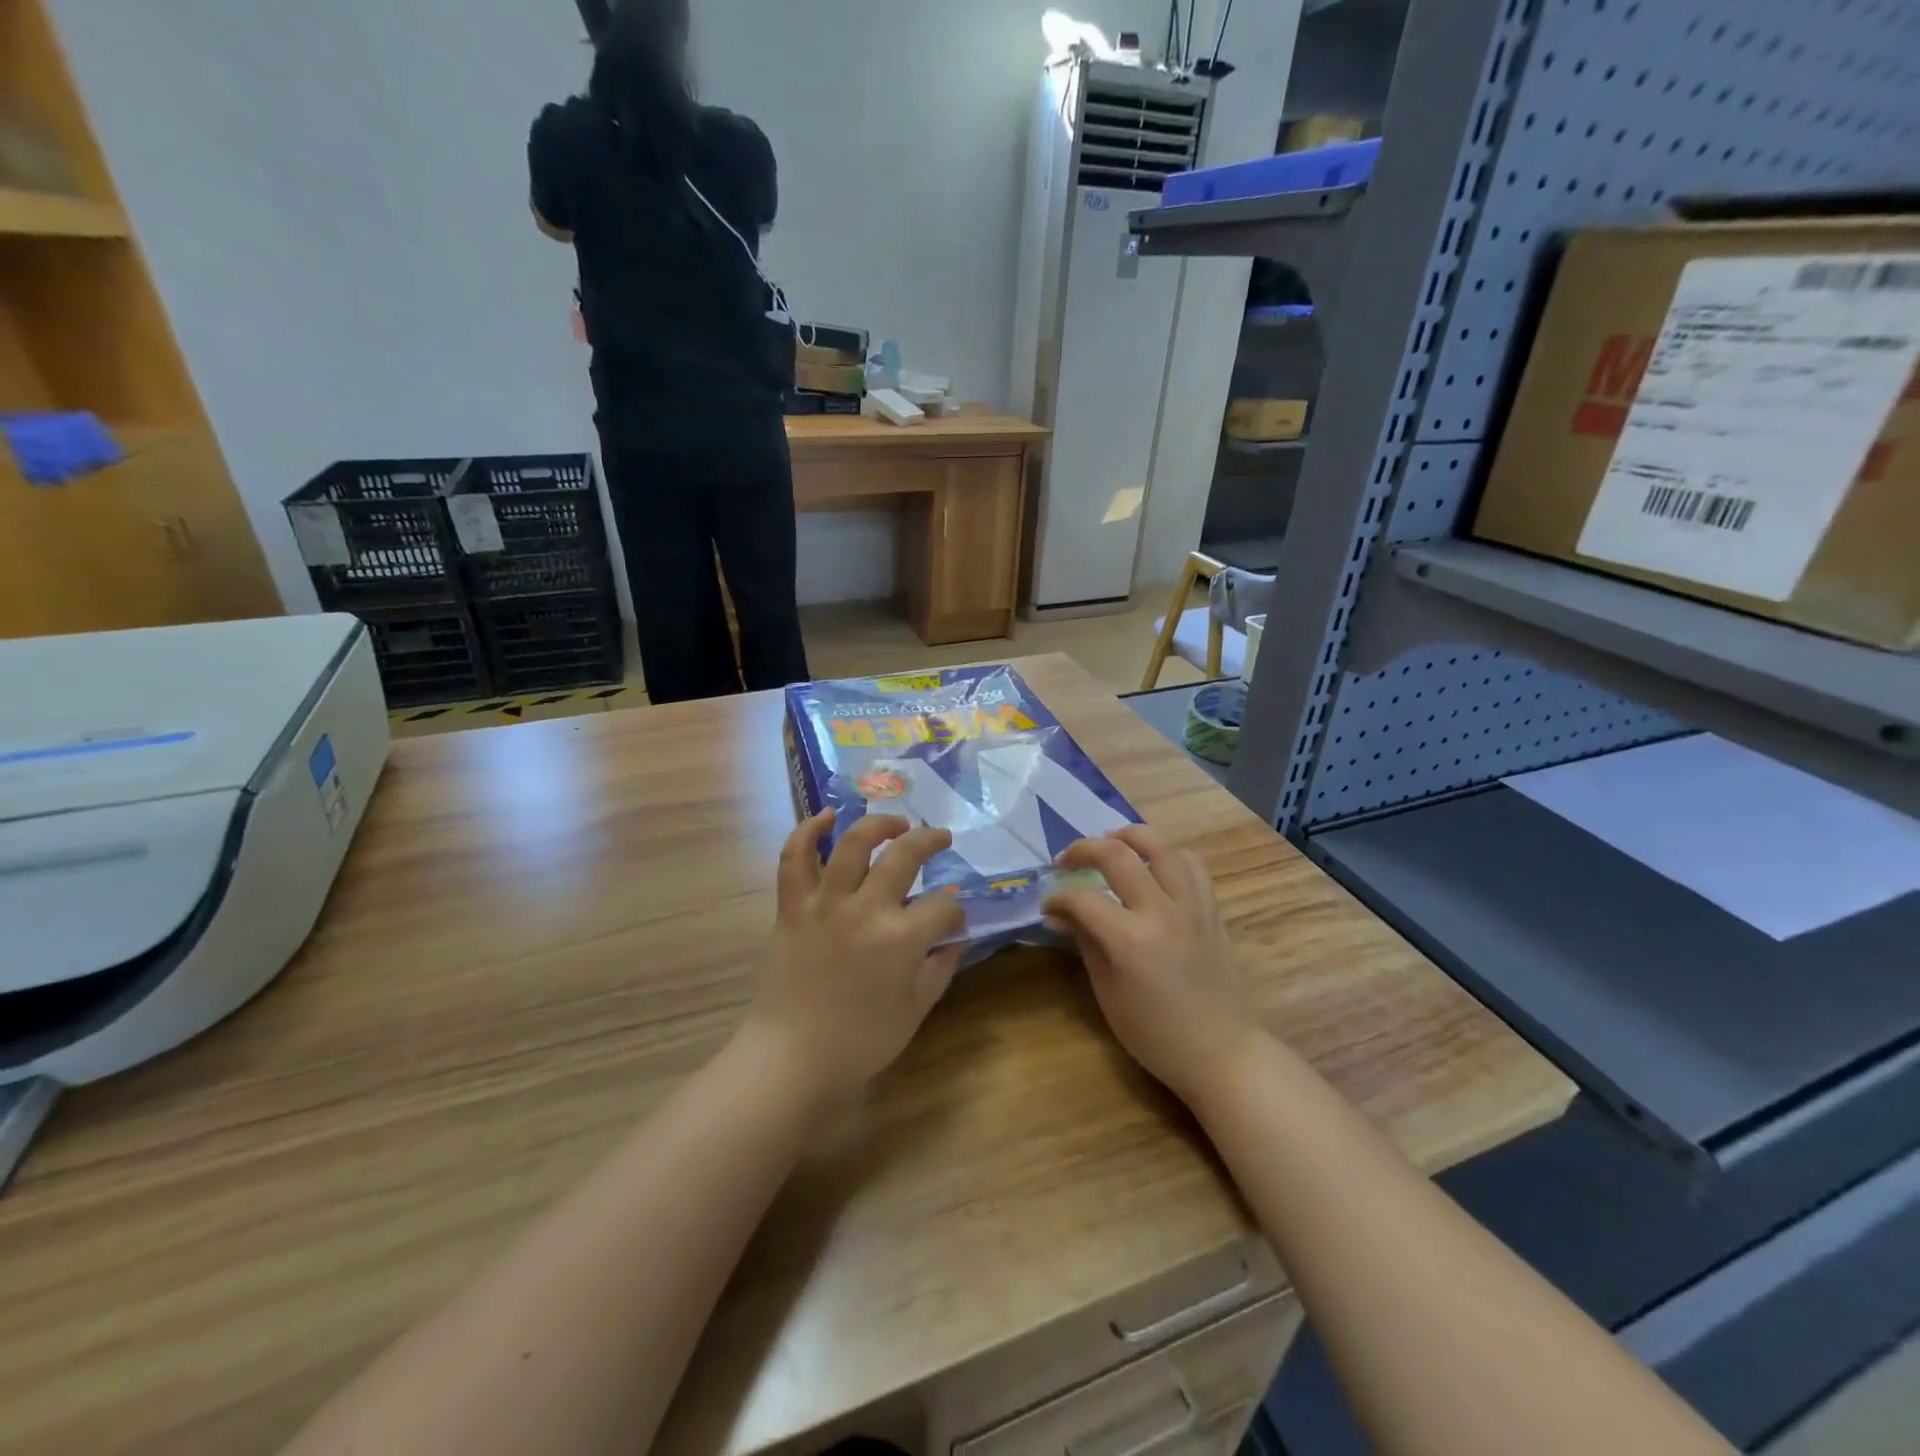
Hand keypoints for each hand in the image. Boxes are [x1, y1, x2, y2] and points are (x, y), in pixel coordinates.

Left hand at [743, 810, 966, 1102]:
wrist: (791, 1058)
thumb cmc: (859, 1042)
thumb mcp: (915, 1010)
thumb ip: (940, 968)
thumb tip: (957, 937)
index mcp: (900, 939)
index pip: (943, 908)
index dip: (954, 912)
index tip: (952, 920)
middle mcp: (865, 909)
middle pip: (904, 856)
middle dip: (930, 840)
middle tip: (940, 837)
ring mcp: (825, 903)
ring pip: (853, 843)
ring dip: (878, 824)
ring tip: (895, 823)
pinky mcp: (792, 907)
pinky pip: (794, 859)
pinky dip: (807, 831)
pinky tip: (826, 816)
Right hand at [1044, 826, 1264, 1108]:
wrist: (1224, 1054)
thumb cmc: (1158, 1035)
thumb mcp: (1109, 994)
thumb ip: (1086, 942)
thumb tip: (1060, 913)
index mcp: (1131, 940)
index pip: (1083, 897)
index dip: (1057, 897)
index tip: (1048, 906)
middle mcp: (1162, 912)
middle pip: (1118, 854)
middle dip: (1084, 849)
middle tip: (1067, 860)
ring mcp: (1192, 907)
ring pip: (1162, 846)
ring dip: (1130, 836)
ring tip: (1111, 843)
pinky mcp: (1212, 910)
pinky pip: (1192, 865)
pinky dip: (1168, 855)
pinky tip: (1153, 865)